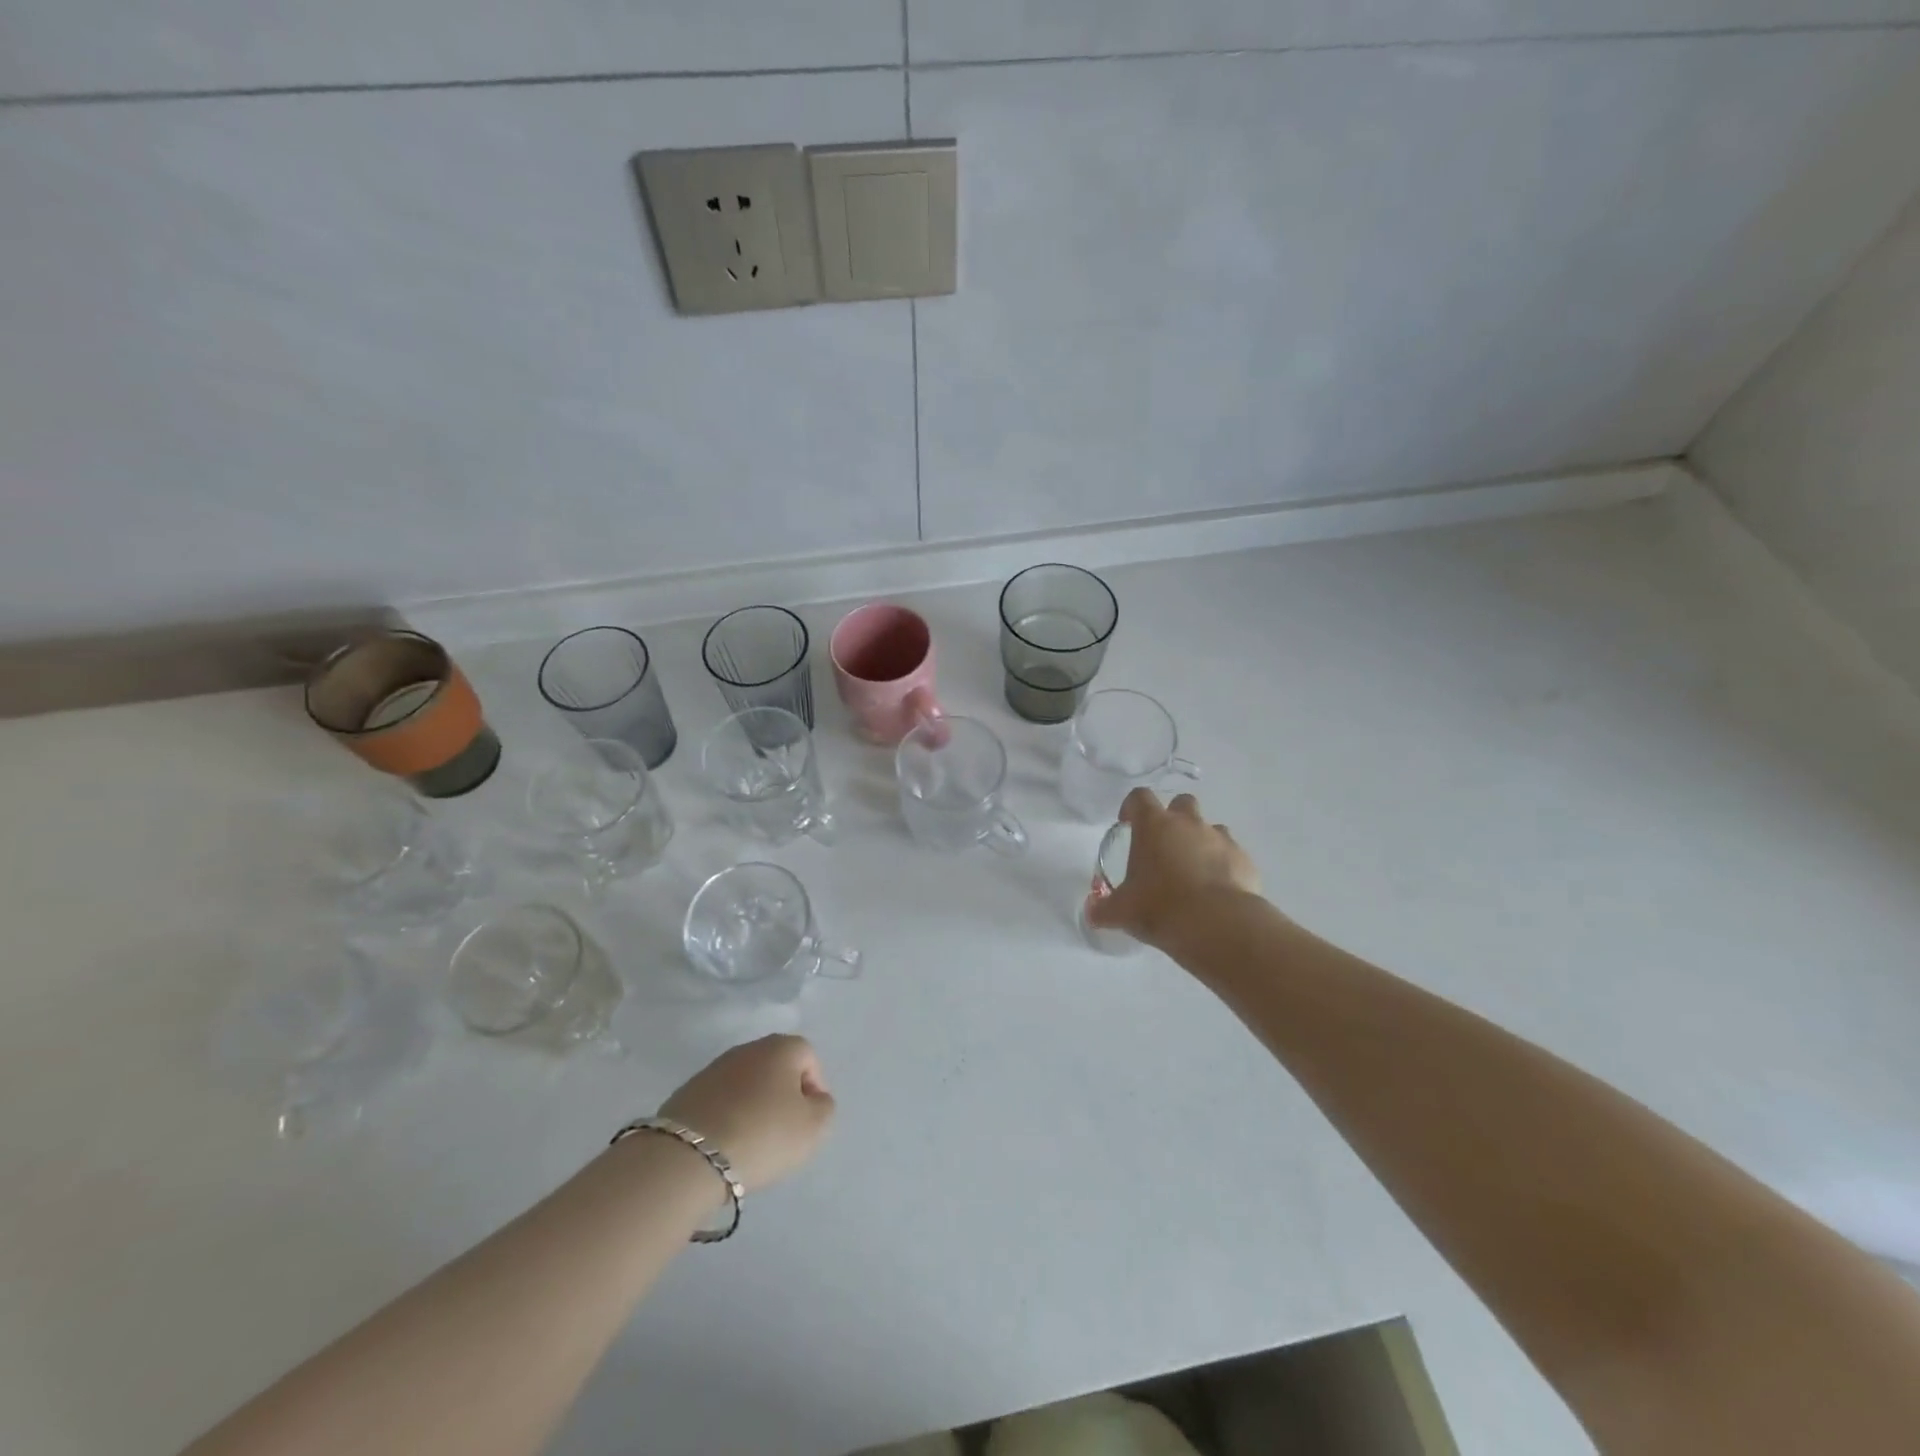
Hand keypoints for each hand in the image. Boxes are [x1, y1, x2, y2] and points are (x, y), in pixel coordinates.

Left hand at [657, 1034, 835, 1192]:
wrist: (689, 1156)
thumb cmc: (763, 1135)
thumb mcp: (813, 1128)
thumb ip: (824, 1108)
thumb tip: (814, 1100)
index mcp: (781, 1047)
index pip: (808, 1057)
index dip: (814, 1088)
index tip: (809, 1121)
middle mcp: (747, 1049)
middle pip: (775, 1068)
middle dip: (782, 1096)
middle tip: (783, 1132)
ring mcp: (712, 1069)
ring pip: (745, 1084)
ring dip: (753, 1106)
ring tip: (751, 1143)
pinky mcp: (686, 1093)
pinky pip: (719, 1101)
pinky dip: (726, 1117)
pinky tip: (725, 1145)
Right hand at [1085, 788, 1262, 948]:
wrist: (1218, 925)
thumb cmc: (1160, 907)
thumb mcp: (1122, 911)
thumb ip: (1104, 909)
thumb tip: (1090, 913)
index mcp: (1154, 825)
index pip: (1140, 797)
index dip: (1132, 807)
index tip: (1127, 823)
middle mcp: (1188, 824)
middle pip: (1182, 802)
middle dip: (1174, 817)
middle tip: (1165, 845)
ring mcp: (1220, 839)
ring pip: (1211, 827)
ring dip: (1201, 841)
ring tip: (1193, 870)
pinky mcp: (1244, 860)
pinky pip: (1232, 854)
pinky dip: (1224, 865)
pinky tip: (1217, 890)